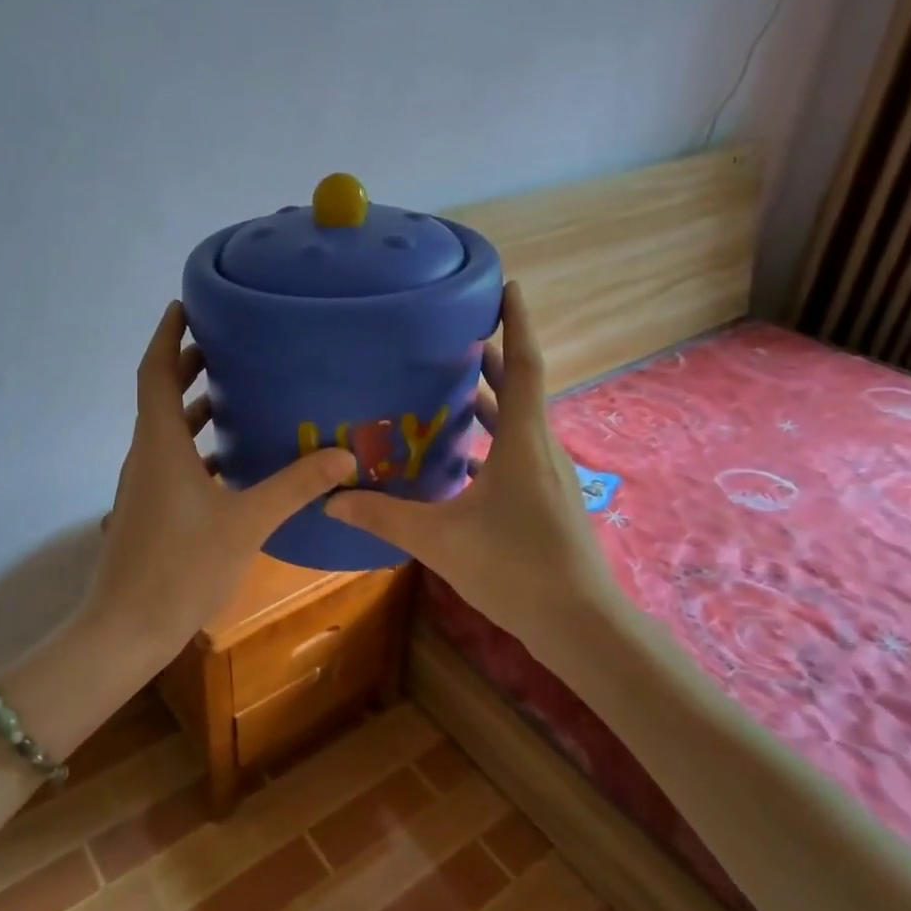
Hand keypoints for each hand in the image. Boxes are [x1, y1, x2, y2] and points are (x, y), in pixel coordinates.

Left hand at [82, 302, 356, 662]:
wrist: (127, 629)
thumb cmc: (180, 566)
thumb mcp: (245, 523)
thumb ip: (293, 487)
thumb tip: (342, 455)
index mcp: (160, 444)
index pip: (155, 372)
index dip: (167, 335)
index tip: (184, 305)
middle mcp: (146, 455)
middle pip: (161, 395)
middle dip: (187, 364)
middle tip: (225, 342)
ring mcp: (144, 484)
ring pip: (167, 429)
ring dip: (194, 406)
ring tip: (235, 390)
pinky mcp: (150, 509)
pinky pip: (173, 459)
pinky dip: (197, 445)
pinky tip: (231, 460)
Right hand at [324, 282, 628, 648]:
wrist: (579, 624)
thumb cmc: (514, 569)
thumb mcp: (440, 540)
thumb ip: (384, 517)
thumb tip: (332, 498)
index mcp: (521, 442)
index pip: (524, 365)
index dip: (516, 323)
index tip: (508, 285)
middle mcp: (540, 448)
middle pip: (518, 388)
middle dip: (492, 357)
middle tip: (456, 334)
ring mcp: (548, 475)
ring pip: (517, 423)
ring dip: (490, 400)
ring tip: (450, 386)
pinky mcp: (547, 499)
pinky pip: (516, 453)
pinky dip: (490, 441)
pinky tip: (460, 458)